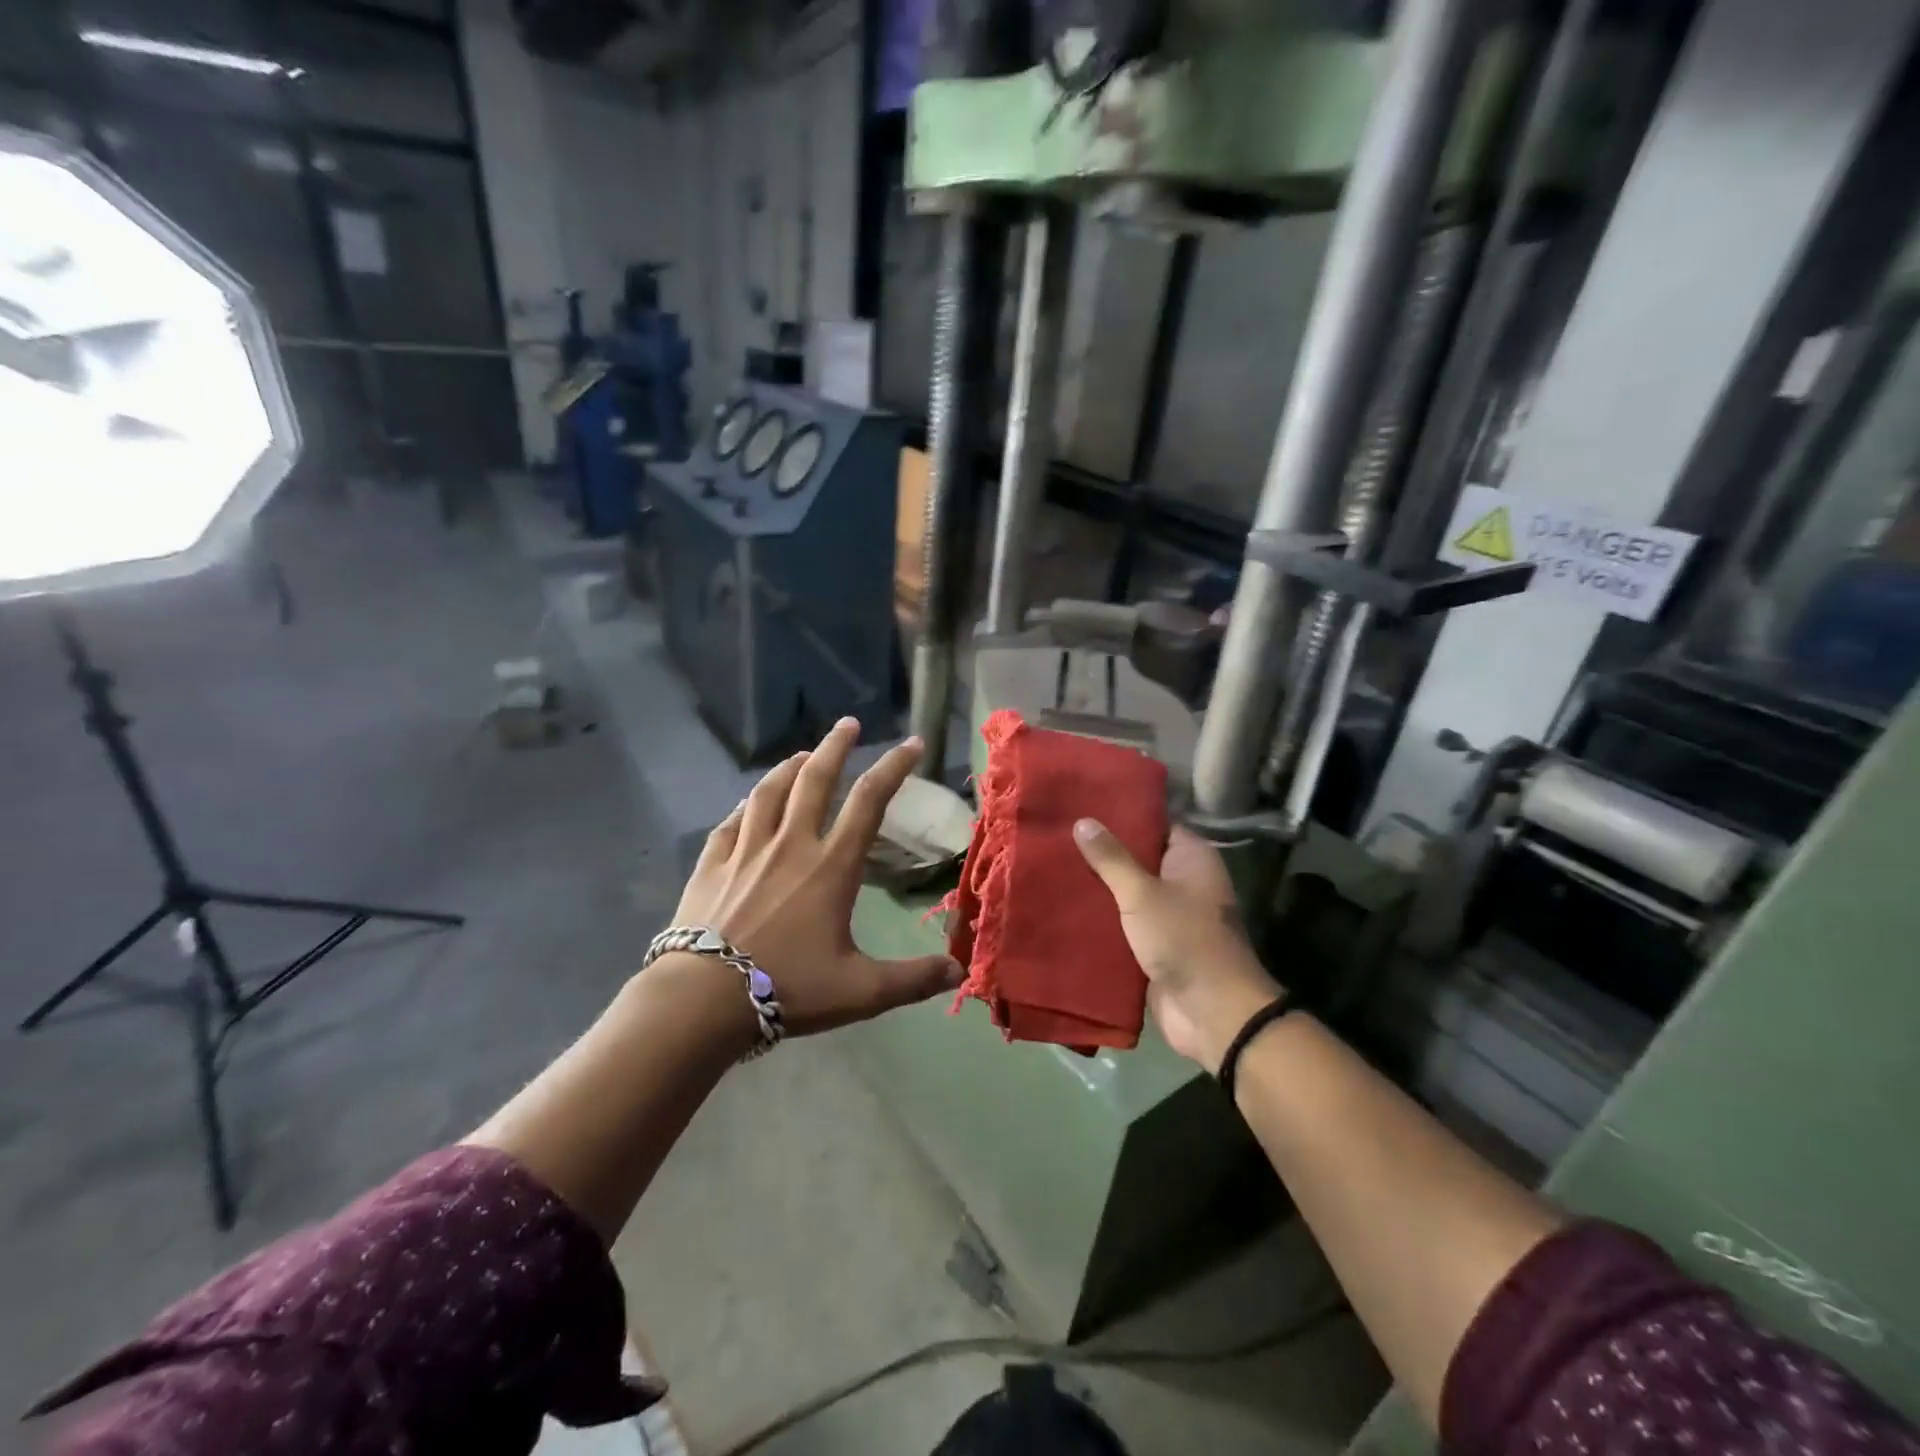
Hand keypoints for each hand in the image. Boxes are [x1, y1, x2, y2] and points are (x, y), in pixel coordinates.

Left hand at [667, 717, 962, 1037]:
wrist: (704, 998)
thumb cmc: (788, 988)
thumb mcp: (860, 991)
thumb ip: (912, 978)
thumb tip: (959, 969)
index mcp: (831, 867)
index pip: (869, 802)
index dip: (894, 768)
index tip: (912, 744)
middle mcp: (790, 845)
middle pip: (815, 780)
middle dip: (835, 747)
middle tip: (848, 723)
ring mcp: (746, 850)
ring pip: (769, 792)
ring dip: (789, 767)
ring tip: (801, 754)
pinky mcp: (712, 864)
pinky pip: (731, 822)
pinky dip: (744, 806)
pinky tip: (747, 803)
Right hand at [1073, 820, 1285, 1071]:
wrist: (1211, 1012)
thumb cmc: (1184, 939)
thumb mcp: (1142, 893)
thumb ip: (1111, 858)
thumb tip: (1082, 821)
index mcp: (1191, 858)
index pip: (1154, 824)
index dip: (1122, 815)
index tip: (1083, 805)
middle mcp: (1182, 881)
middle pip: (1137, 858)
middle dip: (1101, 852)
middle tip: (1057, 834)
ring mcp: (1168, 915)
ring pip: (1126, 892)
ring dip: (1097, 887)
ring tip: (1051, 865)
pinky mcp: (1154, 945)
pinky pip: (1122, 923)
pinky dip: (1100, 918)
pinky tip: (1062, 906)